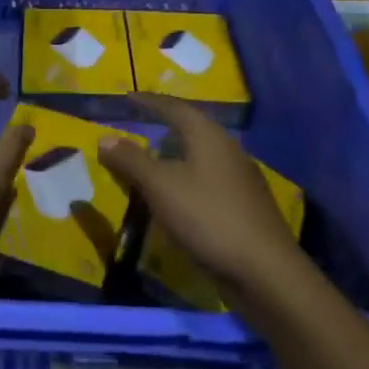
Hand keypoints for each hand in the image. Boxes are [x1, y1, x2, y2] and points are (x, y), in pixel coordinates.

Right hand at [95, 93, 306, 296]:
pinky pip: (206, 182)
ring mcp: (239, 179)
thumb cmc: (207, 217)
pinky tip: (175, 199)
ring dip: (173, 158)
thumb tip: (104, 137)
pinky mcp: (243, 206)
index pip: (174, 107)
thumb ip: (131, 160)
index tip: (127, 97)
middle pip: (190, 130)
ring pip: (199, 157)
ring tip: (150, 166)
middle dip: (162, 129)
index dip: (149, 102)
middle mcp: (227, 149)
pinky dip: (185, 182)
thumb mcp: (160, 186)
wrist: (264, 271)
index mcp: (208, 136)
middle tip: (137, 131)